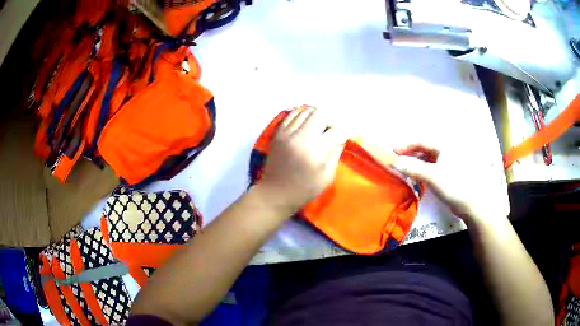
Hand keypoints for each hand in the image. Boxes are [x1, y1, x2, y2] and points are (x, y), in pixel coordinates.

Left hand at [256, 106, 347, 213]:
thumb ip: (336, 153)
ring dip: (317, 116)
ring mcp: (287, 132)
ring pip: (307, 110)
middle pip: (322, 112)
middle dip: (332, 119)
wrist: (275, 193)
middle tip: (332, 130)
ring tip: (319, 128)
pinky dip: (303, 116)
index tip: (345, 135)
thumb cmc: (304, 190)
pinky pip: (293, 114)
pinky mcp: (278, 132)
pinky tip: (306, 126)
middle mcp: (301, 136)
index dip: (345, 131)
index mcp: (316, 151)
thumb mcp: (327, 176)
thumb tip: (341, 136)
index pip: (337, 129)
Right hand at [392, 143, 509, 225]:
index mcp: (444, 146)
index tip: (393, 153)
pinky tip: (418, 177)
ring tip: (406, 170)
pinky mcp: (450, 174)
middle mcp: (447, 151)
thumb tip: (395, 162)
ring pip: (429, 159)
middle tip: (398, 161)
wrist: (473, 203)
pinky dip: (423, 170)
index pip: (421, 141)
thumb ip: (413, 168)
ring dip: (416, 163)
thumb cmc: (454, 185)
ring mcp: (449, 162)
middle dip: (410, 154)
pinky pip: (433, 168)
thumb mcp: (432, 175)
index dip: (406, 146)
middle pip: (425, 149)